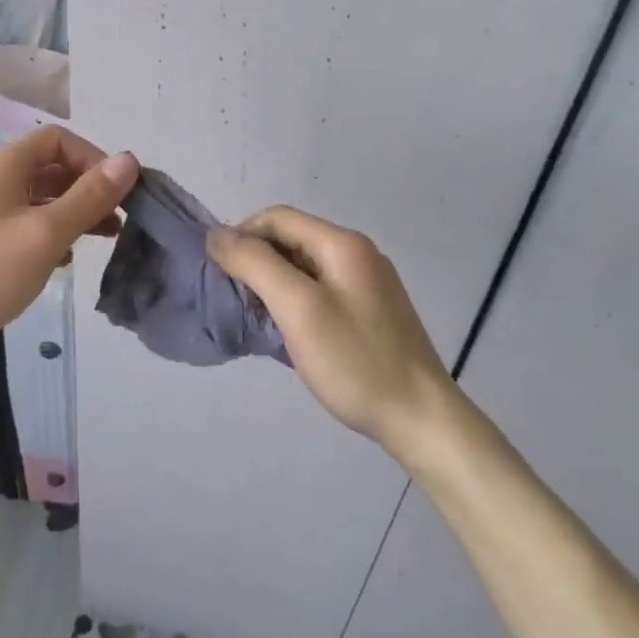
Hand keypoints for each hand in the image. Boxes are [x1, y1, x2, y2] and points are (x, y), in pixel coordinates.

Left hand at [0, 127, 137, 370]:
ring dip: (69, 212)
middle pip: (47, 168)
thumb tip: (129, 160)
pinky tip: (60, 261)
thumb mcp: (45, 234)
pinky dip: (45, 232)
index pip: (57, 140)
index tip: (117, 194)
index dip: (93, 159)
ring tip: (101, 240)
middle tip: (117, 220)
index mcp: (1, 166)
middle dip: (85, 189)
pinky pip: (17, 223)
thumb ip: (89, 197)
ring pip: (34, 198)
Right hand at [206, 207, 457, 450]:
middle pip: (291, 239)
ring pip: (304, 266)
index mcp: (343, 243)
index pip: (278, 218)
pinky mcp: (370, 311)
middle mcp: (357, 253)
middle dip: (256, 260)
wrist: (421, 420)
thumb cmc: (355, 360)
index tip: (220, 271)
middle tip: (236, 297)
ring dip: (273, 282)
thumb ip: (255, 264)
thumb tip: (216, 234)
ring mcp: (367, 283)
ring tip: (256, 316)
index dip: (242, 235)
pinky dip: (294, 300)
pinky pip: (320, 289)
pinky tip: (287, 329)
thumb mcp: (298, 308)